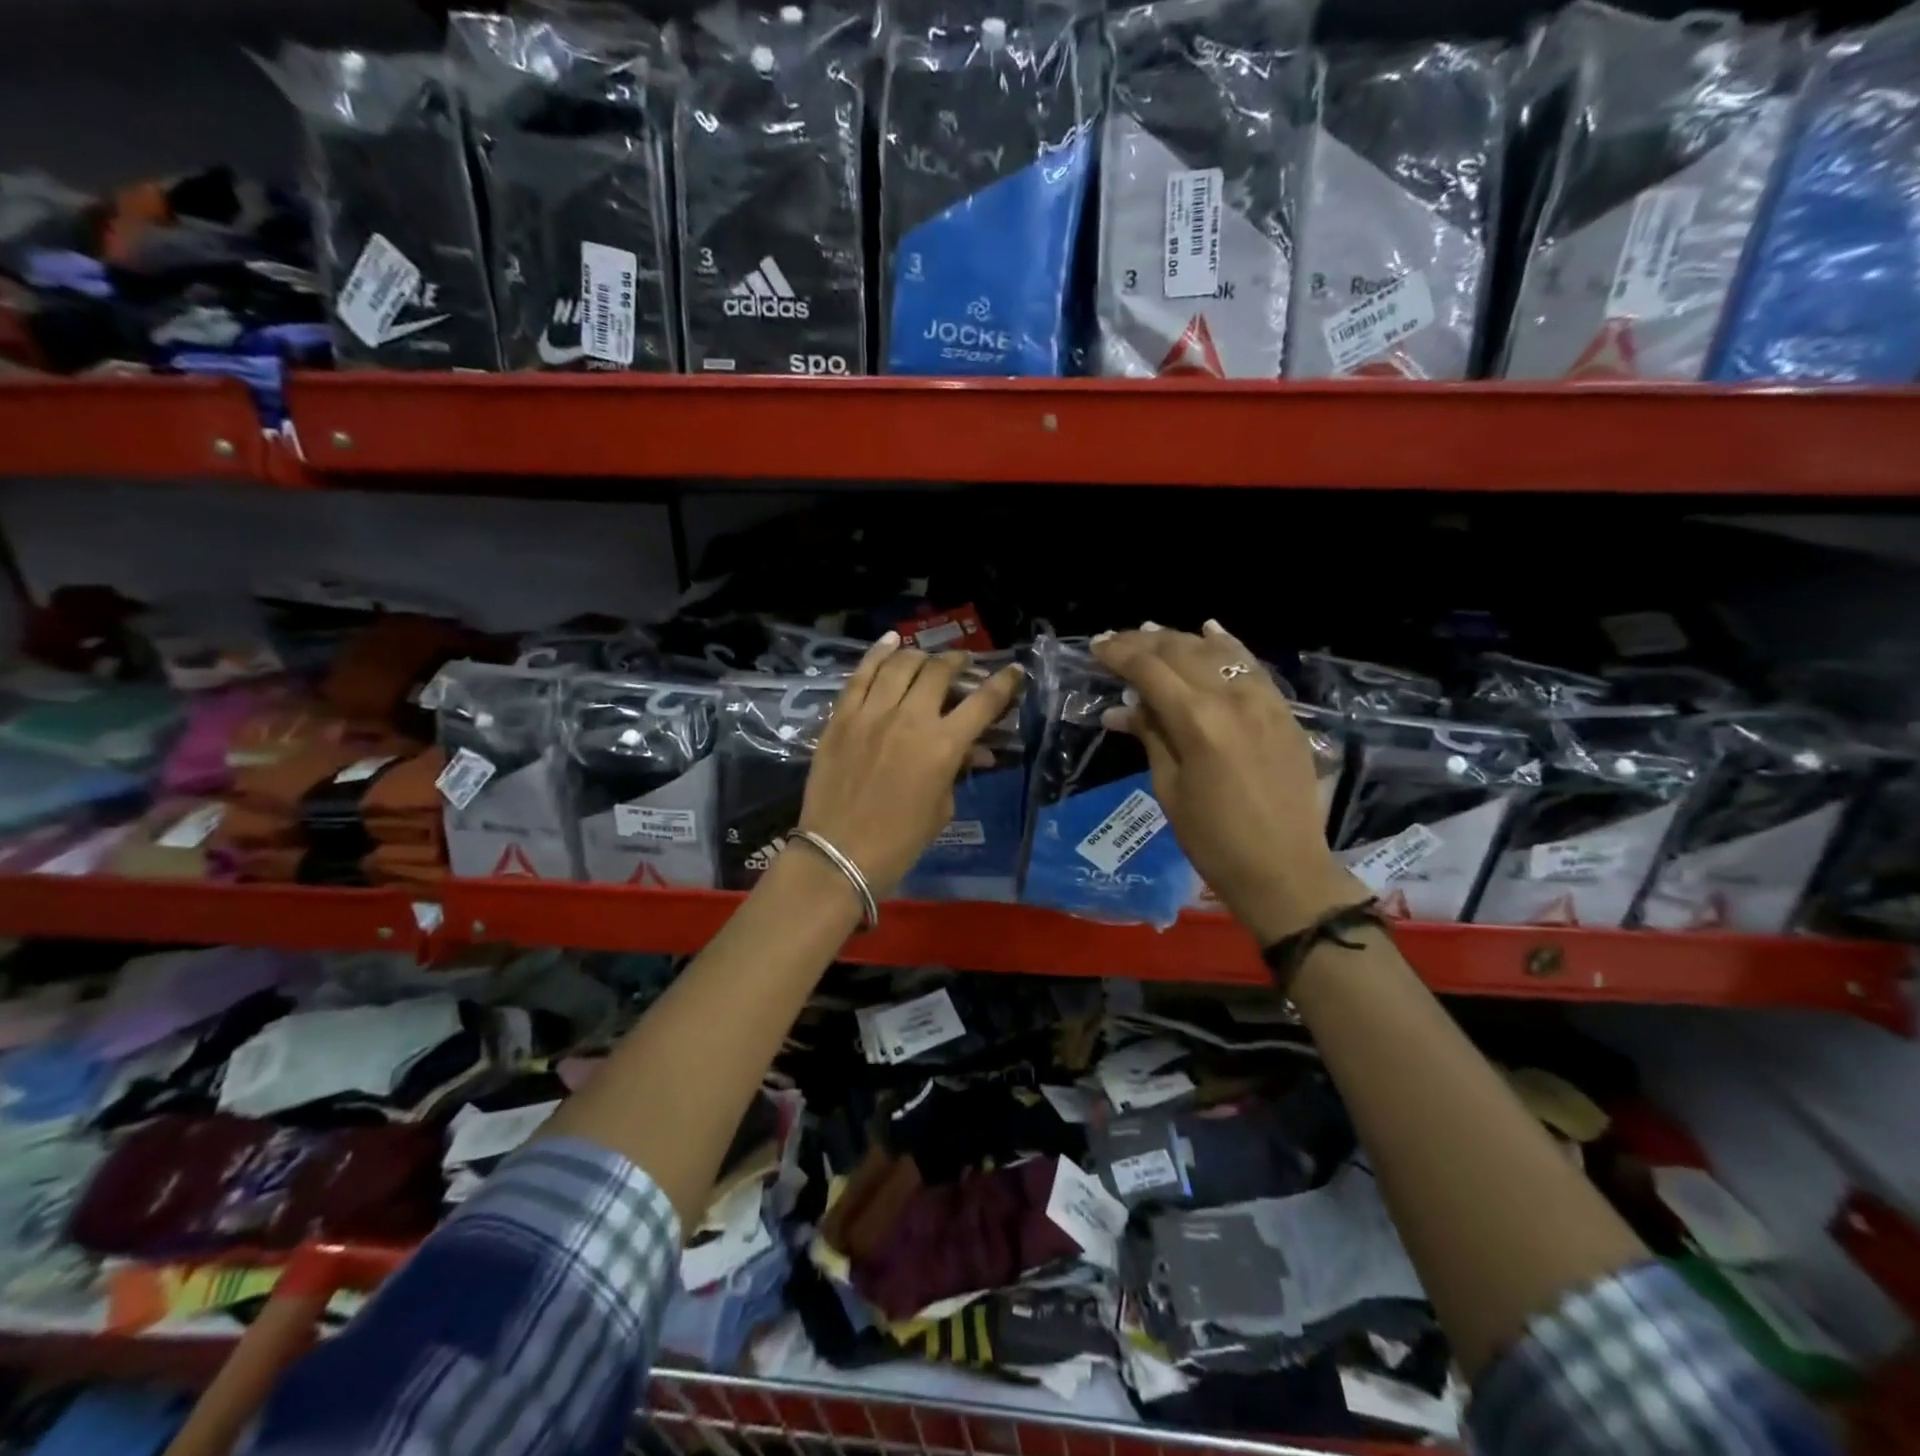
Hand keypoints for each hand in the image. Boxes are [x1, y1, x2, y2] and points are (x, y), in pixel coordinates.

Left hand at [798, 634, 1025, 897]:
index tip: (1014, 671)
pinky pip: (861, 675)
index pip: (983, 701)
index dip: (1004, 682)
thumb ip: (956, 770)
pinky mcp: (841, 716)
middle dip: (958, 662)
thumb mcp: (941, 808)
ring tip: (927, 657)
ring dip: (920, 655)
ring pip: (901, 665)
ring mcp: (871, 713)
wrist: (839, 853)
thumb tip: (974, 751)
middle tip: (963, 664)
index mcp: (943, 745)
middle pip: (939, 671)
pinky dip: (878, 654)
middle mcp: (910, 718)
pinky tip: (890, 641)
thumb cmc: (900, 841)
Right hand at [1093, 621, 1367, 944]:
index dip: (1119, 653)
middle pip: (1181, 651)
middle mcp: (1233, 699)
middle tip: (1115, 641)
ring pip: (1217, 651)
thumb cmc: (1213, 840)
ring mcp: (1265, 701)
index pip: (1150, 669)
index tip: (1095, 646)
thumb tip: (1122, 707)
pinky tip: (1210, 630)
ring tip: (1151, 632)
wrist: (1284, 870)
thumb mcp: (1169, 788)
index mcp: (1197, 721)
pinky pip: (1251, 666)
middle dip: (1144, 641)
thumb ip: (1150, 736)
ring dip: (1181, 638)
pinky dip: (1227, 646)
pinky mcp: (1284, 712)